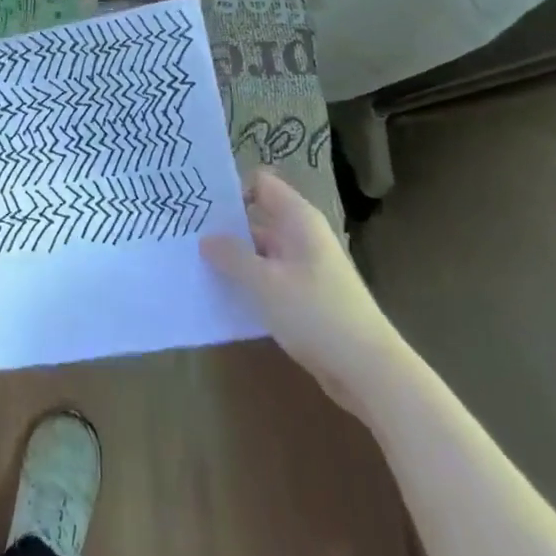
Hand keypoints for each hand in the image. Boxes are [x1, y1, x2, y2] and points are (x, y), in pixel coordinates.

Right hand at [201, 170, 397, 410]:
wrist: (370, 371)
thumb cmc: (317, 313)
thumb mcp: (265, 283)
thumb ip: (232, 256)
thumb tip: (206, 238)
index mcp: (297, 219)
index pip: (261, 184)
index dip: (232, 190)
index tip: (200, 207)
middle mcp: (302, 236)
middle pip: (257, 218)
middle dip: (225, 227)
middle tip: (185, 236)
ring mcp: (305, 268)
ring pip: (261, 252)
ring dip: (234, 259)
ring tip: (195, 266)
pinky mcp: (306, 298)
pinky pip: (269, 280)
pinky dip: (249, 284)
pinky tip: (223, 297)